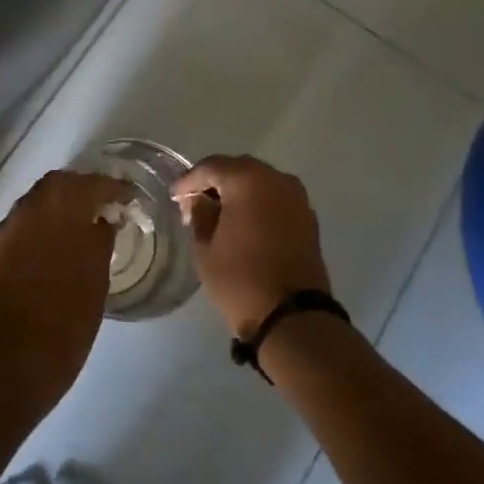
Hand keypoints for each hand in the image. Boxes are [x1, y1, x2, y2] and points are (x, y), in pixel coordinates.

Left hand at [0, 171, 126, 417]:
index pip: (93, 184)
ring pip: (39, 198)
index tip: (130, 197)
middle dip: (84, 188)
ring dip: (62, 202)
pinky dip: (44, 220)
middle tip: (105, 205)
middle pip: (60, 183)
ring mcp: (11, 226)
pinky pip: (26, 219)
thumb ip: (101, 239)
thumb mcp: (97, 277)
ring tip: (84, 222)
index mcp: (63, 210)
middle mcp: (32, 208)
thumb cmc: (67, 318)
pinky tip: (58, 240)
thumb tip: (103, 220)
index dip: (114, 188)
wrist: (14, 357)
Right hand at [171, 155, 330, 339]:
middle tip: (194, 203)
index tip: (174, 196)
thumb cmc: (240, 279)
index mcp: (248, 180)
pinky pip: (275, 199)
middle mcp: (276, 179)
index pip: (211, 167)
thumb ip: (199, 214)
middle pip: (238, 169)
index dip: (189, 180)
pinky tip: (243, 223)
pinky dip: (257, 204)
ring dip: (238, 192)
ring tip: (218, 214)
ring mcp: (297, 198)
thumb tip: (200, 200)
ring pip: (259, 182)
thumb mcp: (205, 247)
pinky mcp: (308, 218)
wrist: (293, 317)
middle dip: (215, 183)